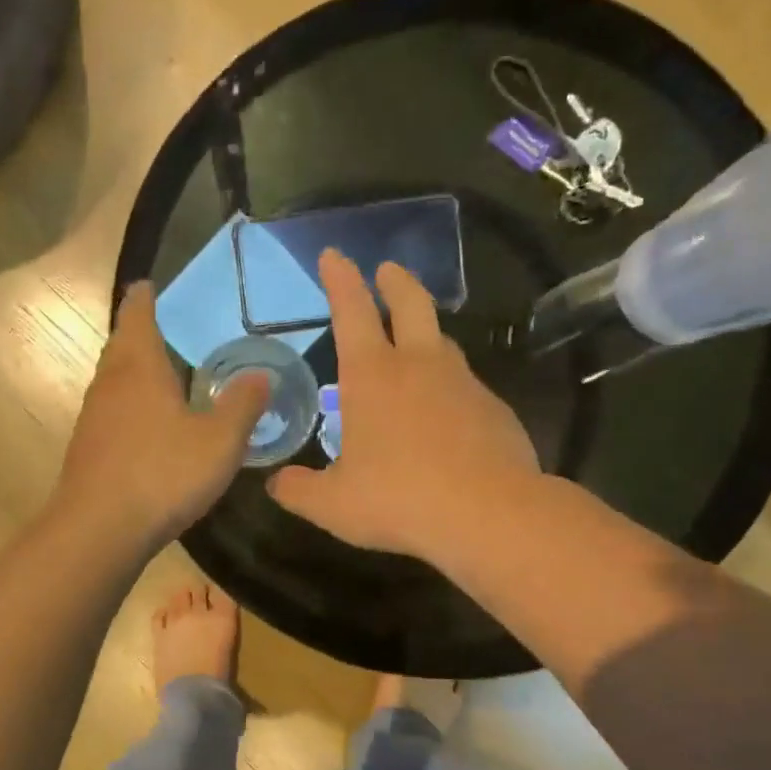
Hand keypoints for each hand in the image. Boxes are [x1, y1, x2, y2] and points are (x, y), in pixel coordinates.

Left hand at [55, 281, 269, 549]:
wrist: (99, 529)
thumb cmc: (162, 474)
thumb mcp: (219, 441)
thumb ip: (242, 405)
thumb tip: (261, 374)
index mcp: (139, 367)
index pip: (137, 314)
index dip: (145, 297)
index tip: (150, 285)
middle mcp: (109, 383)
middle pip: (121, 345)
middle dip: (139, 332)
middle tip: (164, 328)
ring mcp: (93, 418)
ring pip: (113, 380)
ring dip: (133, 371)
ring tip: (160, 374)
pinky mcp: (88, 449)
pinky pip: (111, 412)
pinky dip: (129, 405)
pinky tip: (147, 426)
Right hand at [269, 250, 538, 564]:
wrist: (488, 515)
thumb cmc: (399, 500)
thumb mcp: (332, 505)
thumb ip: (298, 490)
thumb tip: (276, 484)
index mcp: (372, 377)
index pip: (351, 311)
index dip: (340, 279)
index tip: (334, 254)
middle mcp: (419, 366)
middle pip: (411, 304)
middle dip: (394, 282)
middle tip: (387, 271)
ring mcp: (463, 383)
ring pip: (443, 342)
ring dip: (426, 333)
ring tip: (415, 343)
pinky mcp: (494, 408)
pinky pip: (466, 386)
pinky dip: (449, 387)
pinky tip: (445, 415)